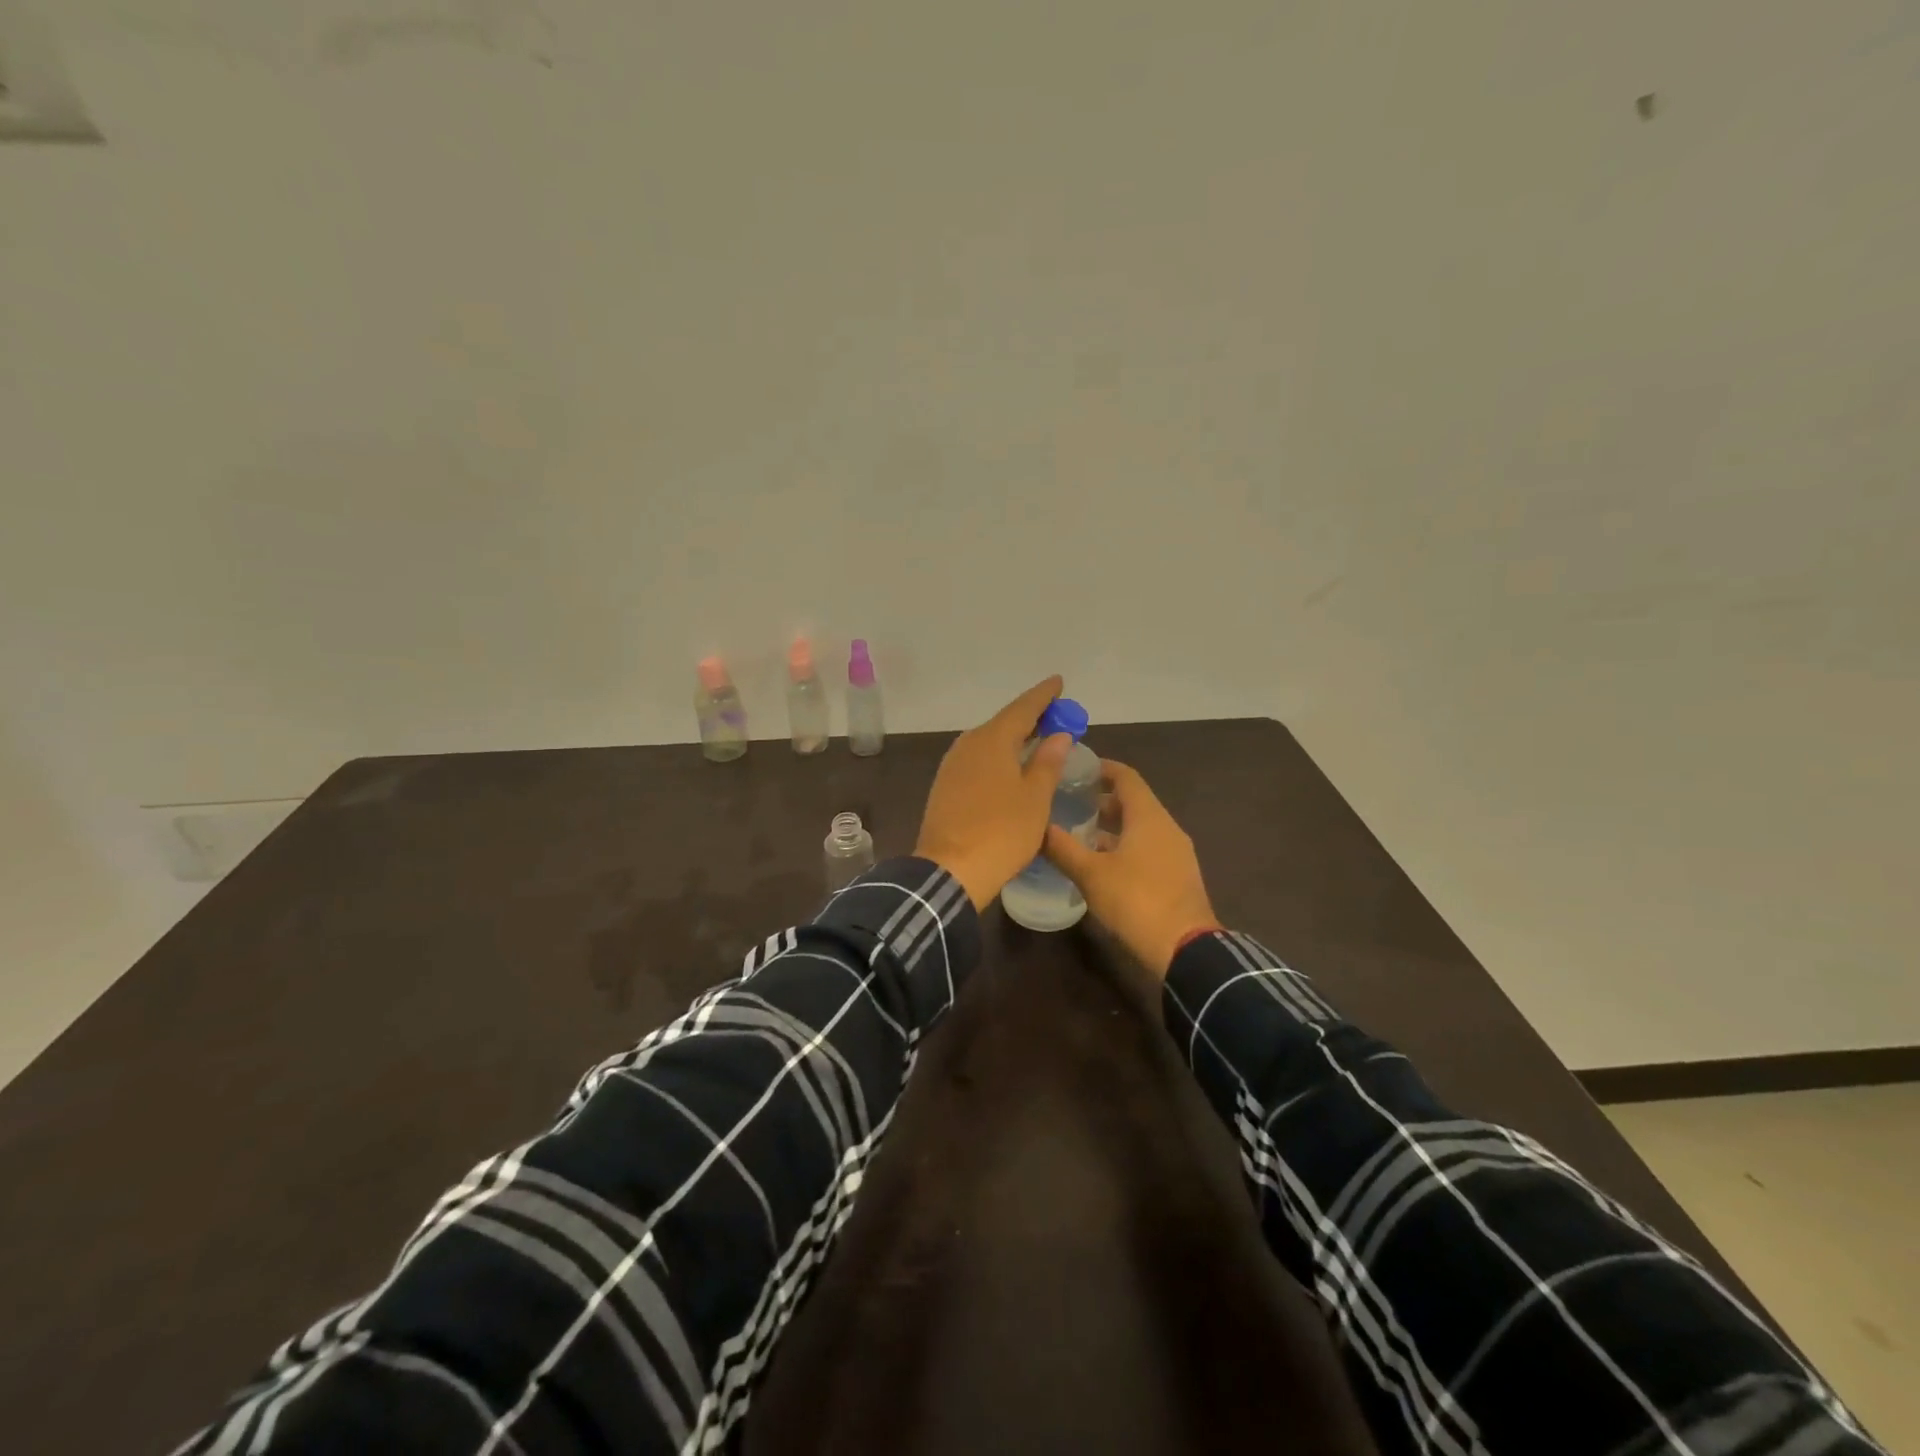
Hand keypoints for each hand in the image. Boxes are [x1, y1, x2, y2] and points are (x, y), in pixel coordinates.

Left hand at [916, 677, 1074, 910]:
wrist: (950, 870)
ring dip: (1013, 739)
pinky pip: (978, 760)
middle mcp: (968, 744)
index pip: (1023, 708)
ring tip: (1036, 741)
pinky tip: (1009, 768)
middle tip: (1055, 717)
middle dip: (1030, 718)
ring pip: (988, 742)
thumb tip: (1057, 734)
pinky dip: (998, 757)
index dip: (1043, 696)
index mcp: (992, 740)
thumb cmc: (1001, 832)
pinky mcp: (945, 786)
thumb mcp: (1035, 798)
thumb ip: (1047, 762)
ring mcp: (952, 766)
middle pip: (1003, 723)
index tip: (1058, 682)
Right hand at [1042, 759, 1218, 978]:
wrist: (1185, 949)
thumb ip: (1062, 847)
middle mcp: (1166, 827)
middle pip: (1134, 801)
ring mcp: (1176, 853)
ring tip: (1080, 834)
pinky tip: (1103, 864)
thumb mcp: (1090, 874)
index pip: (1126, 777)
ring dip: (1113, 826)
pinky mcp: (1178, 876)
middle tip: (1070, 802)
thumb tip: (1036, 826)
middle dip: (1103, 799)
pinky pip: (1148, 848)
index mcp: (1148, 817)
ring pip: (1141, 827)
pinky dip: (1125, 846)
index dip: (1102, 768)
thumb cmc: (1136, 900)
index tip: (1076, 769)